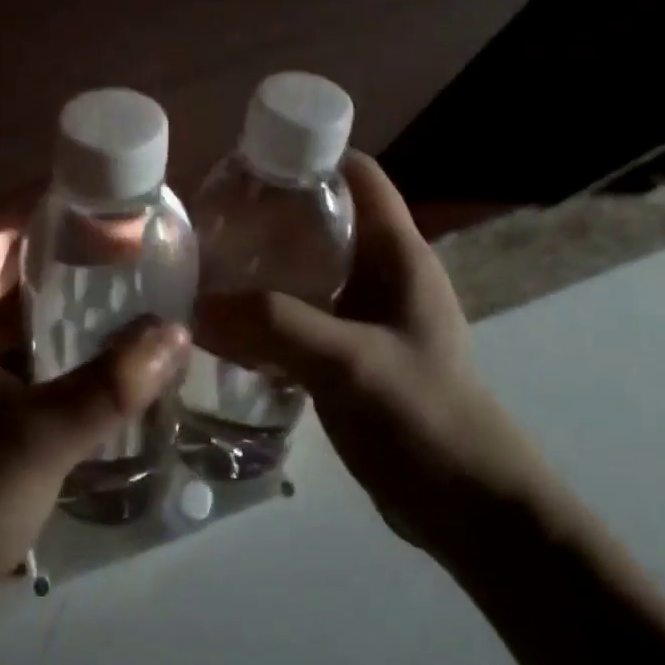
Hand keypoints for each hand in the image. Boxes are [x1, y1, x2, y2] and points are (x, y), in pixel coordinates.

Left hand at [0, 193, 188, 611]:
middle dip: (47, 245)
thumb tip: (176, 333)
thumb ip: (110, 386)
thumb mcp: (39, 443)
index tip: (93, 194)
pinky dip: (28, 331)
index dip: (35, 206)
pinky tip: (73, 342)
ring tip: (102, 277)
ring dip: (39, 290)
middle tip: (111, 237)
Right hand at [194, 151, 551, 572]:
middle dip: (268, 213)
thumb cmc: (425, 419)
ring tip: (206, 267)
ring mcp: (367, 315)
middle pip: (323, 218)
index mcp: (399, 254)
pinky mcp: (350, 353)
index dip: (308, 154)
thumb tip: (195, 306)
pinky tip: (226, 324)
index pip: (357, 174)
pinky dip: (265, 310)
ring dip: (262, 265)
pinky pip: (301, 313)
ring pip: (307, 269)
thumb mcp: (349, 362)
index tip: (246, 163)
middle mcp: (383, 273)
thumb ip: (274, 326)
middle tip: (209, 220)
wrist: (469, 509)